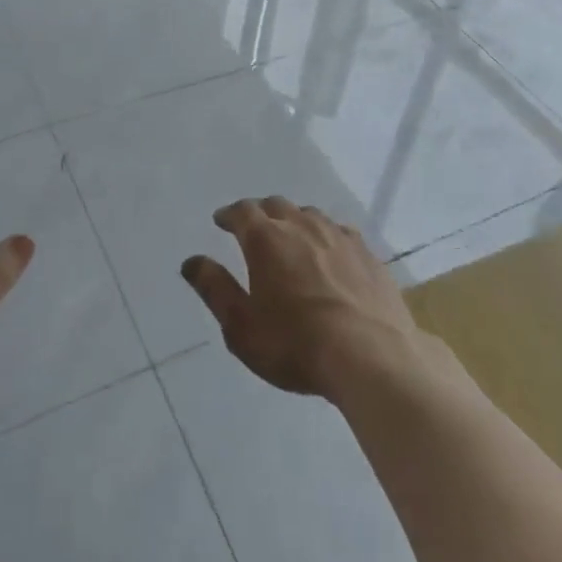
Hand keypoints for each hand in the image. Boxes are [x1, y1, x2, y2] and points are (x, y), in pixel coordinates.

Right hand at [181, 197, 427, 399]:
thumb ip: (215, 289)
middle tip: (253, 228)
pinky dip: (326, 236)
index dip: (229, 214)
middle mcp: (301, 225)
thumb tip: (191, 262)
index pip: (242, 211)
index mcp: (265, 239)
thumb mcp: (242, 326)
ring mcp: (338, 235)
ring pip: (309, 215)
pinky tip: (330, 253)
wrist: (371, 356)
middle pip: (276, 206)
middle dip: (261, 213)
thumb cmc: (295, 344)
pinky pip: (340, 232)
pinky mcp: (367, 253)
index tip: (221, 221)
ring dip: (294, 221)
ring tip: (291, 238)